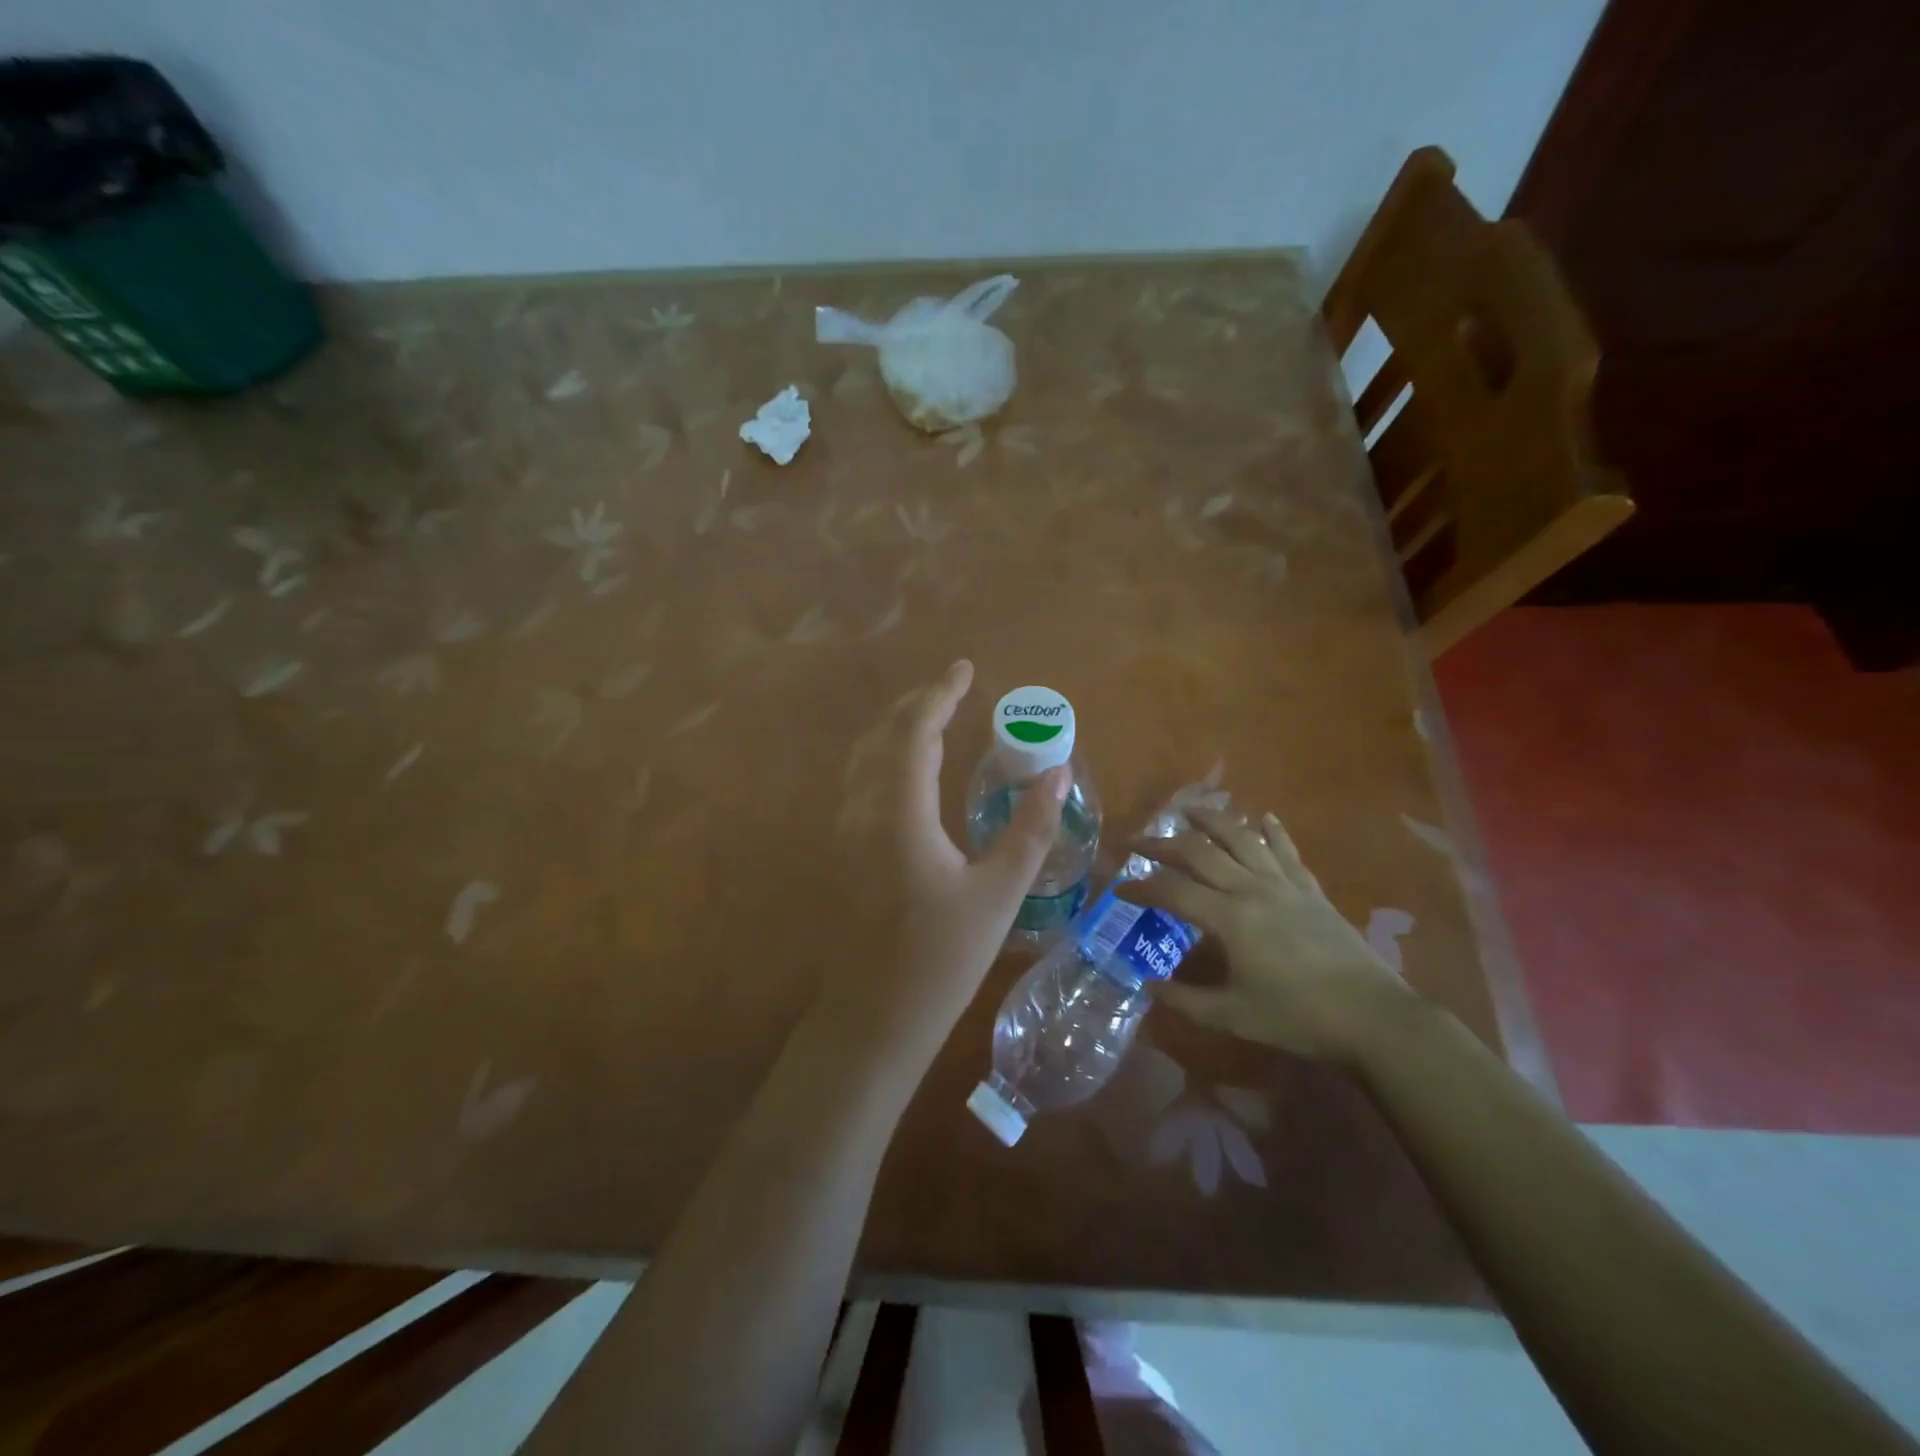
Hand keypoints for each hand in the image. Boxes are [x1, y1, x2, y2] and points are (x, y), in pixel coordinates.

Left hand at [819, 659, 1068, 1065]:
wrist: (873, 1019)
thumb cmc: (940, 959)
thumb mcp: (998, 894)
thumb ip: (1030, 830)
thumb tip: (1057, 774)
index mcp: (898, 813)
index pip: (915, 732)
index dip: (939, 695)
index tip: (965, 669)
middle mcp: (862, 811)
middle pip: (883, 736)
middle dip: (917, 705)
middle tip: (953, 689)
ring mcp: (845, 833)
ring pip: (864, 758)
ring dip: (897, 729)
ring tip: (933, 718)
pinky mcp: (843, 854)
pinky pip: (860, 783)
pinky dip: (885, 758)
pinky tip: (908, 773)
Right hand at [1116, 807, 1406, 1060]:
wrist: (1372, 1016)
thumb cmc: (1298, 1017)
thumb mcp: (1234, 1016)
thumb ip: (1186, 999)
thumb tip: (1150, 985)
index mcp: (1229, 918)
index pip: (1173, 892)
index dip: (1142, 887)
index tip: (1118, 887)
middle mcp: (1251, 889)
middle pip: (1200, 853)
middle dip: (1163, 844)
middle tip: (1138, 841)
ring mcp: (1284, 884)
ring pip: (1242, 838)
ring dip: (1212, 820)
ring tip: (1189, 810)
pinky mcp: (1310, 890)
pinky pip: (1286, 851)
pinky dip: (1272, 831)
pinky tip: (1263, 817)